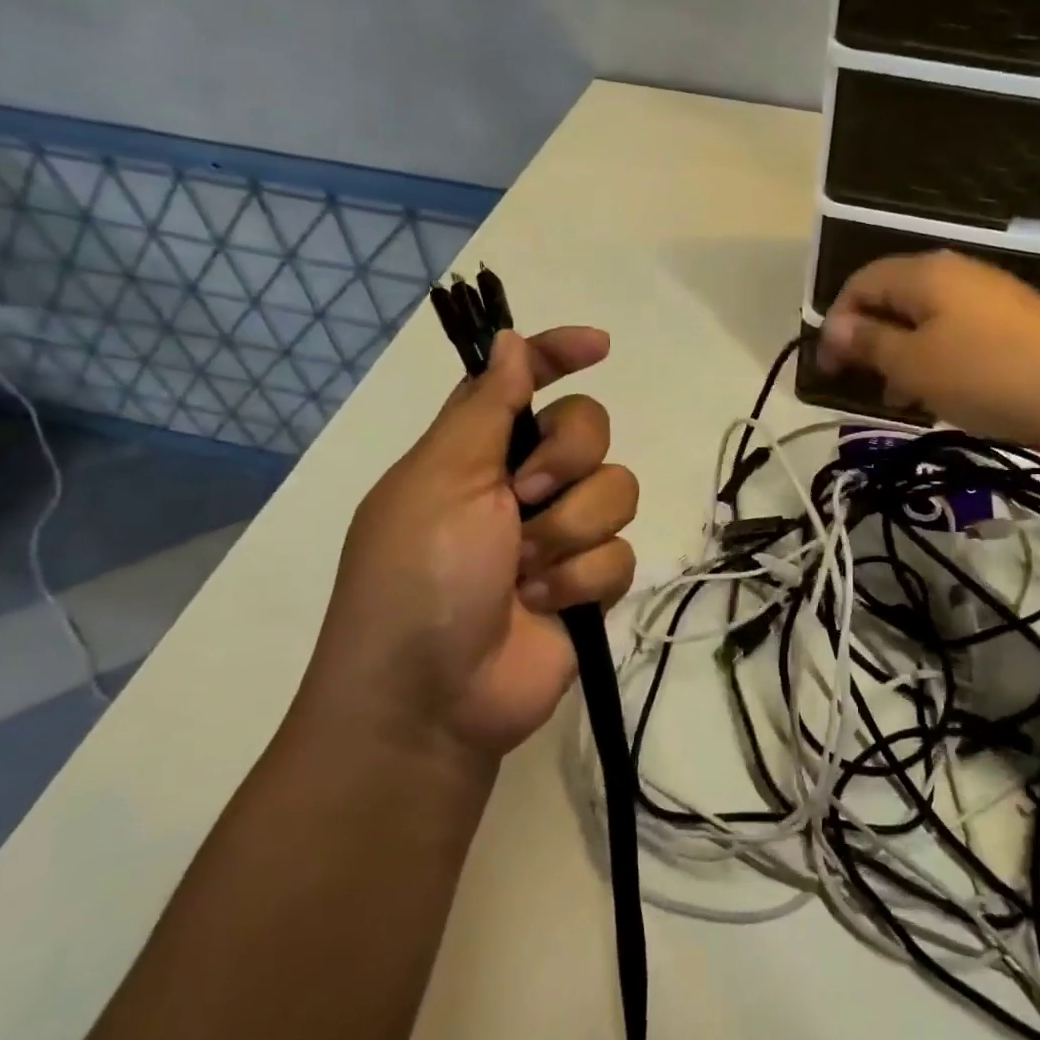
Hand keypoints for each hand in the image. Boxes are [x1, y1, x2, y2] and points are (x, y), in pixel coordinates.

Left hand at [307, 327, 637, 761]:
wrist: (433, 698)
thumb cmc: (418, 577)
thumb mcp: (441, 480)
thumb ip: (486, 407)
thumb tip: (508, 340)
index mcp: (477, 451)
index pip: (525, 382)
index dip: (559, 354)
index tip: (599, 346)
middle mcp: (522, 485)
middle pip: (589, 430)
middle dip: (565, 462)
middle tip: (522, 500)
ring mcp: (559, 535)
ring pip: (616, 491)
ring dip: (569, 533)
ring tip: (524, 574)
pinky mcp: (588, 582)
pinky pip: (621, 553)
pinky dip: (581, 580)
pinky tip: (545, 607)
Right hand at [817, 250, 1039, 452]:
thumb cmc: (987, 374)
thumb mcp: (915, 364)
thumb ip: (869, 343)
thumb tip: (834, 328)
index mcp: (925, 273)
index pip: (861, 282)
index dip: (835, 322)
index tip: (828, 370)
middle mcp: (956, 275)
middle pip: (893, 299)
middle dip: (869, 341)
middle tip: (860, 385)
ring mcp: (989, 299)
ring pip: (925, 322)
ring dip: (901, 357)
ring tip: (898, 399)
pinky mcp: (1013, 327)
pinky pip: (956, 337)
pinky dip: (935, 363)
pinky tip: (940, 397)